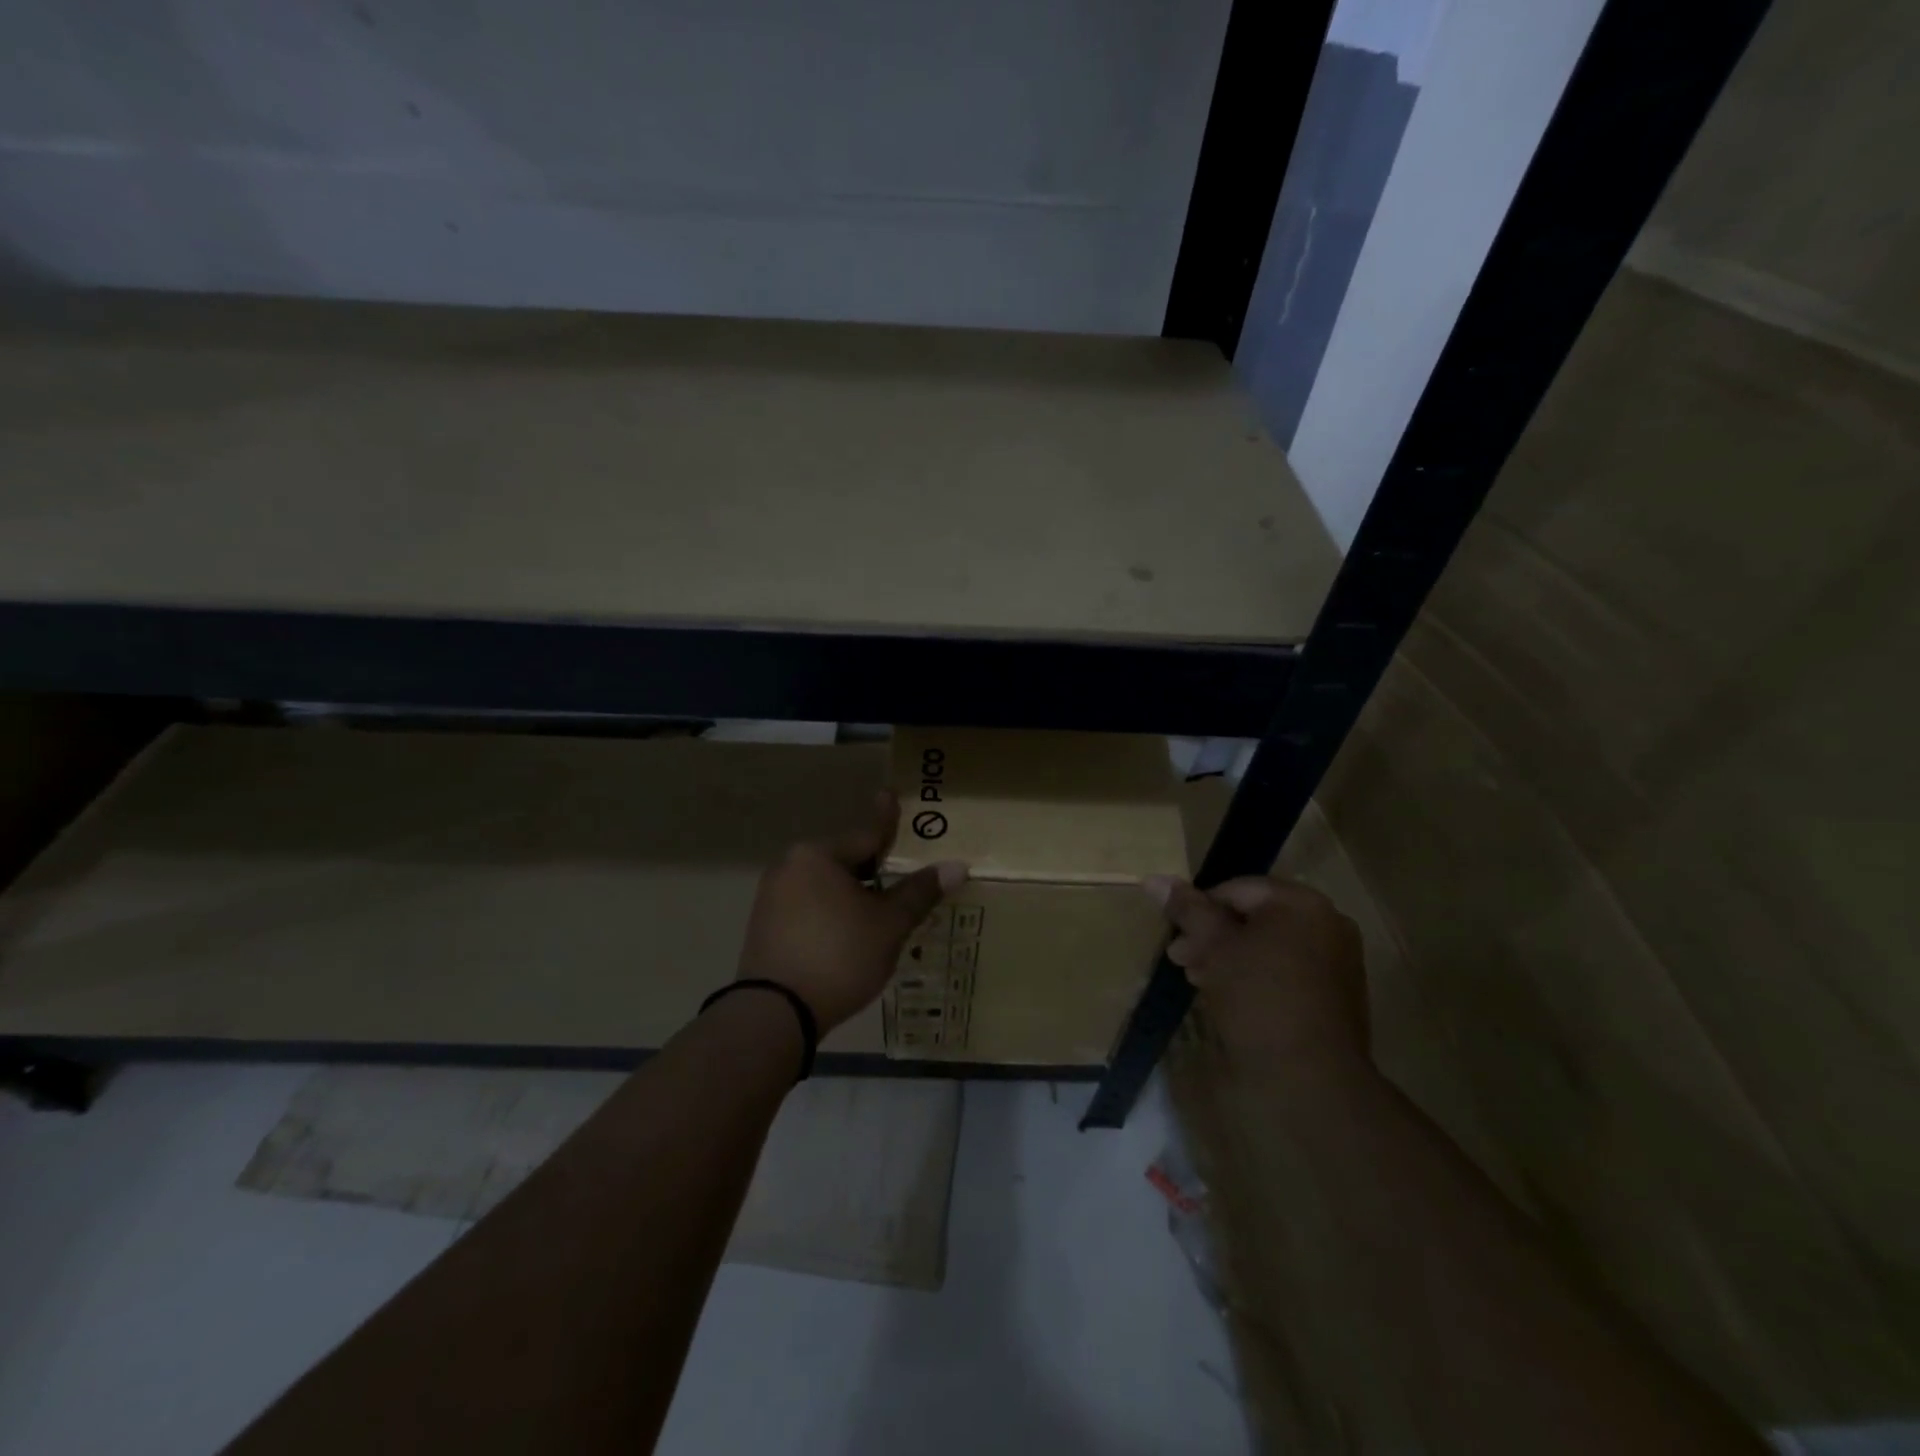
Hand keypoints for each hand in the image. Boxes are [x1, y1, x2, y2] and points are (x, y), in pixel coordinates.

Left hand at [738, 791, 966, 1032]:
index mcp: (818, 856)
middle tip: (899, 872)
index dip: (887, 820)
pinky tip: (848, 934)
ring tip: (879, 911)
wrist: (774, 1014)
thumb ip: (919, 892)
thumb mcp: (888, 925)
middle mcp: (790, 866)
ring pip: (825, 886)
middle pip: (845, 861)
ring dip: (853, 894)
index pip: (866, 835)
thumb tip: (957, 867)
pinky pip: (808, 907)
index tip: (889, 794)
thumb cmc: (839, 956)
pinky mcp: (763, 927)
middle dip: (873, 868)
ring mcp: (771, 897)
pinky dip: (831, 913)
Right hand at [1144, 874, 1368, 1077]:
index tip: (1175, 936)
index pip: (1235, 888)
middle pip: (1253, 917)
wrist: (1312, 1080)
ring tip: (1199, 980)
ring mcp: (1337, 960)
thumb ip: (1187, 910)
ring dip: (1229, 957)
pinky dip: (1257, 976)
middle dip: (1211, 936)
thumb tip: (1153, 879)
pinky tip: (1230, 998)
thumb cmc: (1258, 999)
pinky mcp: (1337, 994)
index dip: (1199, 909)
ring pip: (1268, 945)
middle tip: (1179, 959)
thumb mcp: (1214, 949)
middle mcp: (1327, 922)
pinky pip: (1287, 970)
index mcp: (1301, 903)